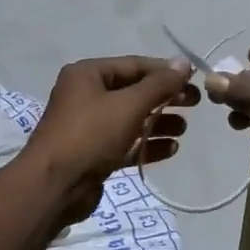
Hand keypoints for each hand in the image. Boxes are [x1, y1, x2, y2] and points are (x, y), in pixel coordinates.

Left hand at [23, 56, 197, 221]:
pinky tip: (171, 149)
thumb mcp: (128, 105)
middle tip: (195, 104)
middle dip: (165, 97)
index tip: (195, 80)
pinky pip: (126, 143)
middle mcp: (86, 96)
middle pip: (134, 92)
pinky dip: (147, 144)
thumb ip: (159, 84)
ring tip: (183, 129)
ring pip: (131, 119)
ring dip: (158, 122)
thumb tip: (184, 63)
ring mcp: (89, 126)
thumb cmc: (90, 135)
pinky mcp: (94, 153)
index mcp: (88, 74)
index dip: (165, 71)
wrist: (55, 186)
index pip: (134, 65)